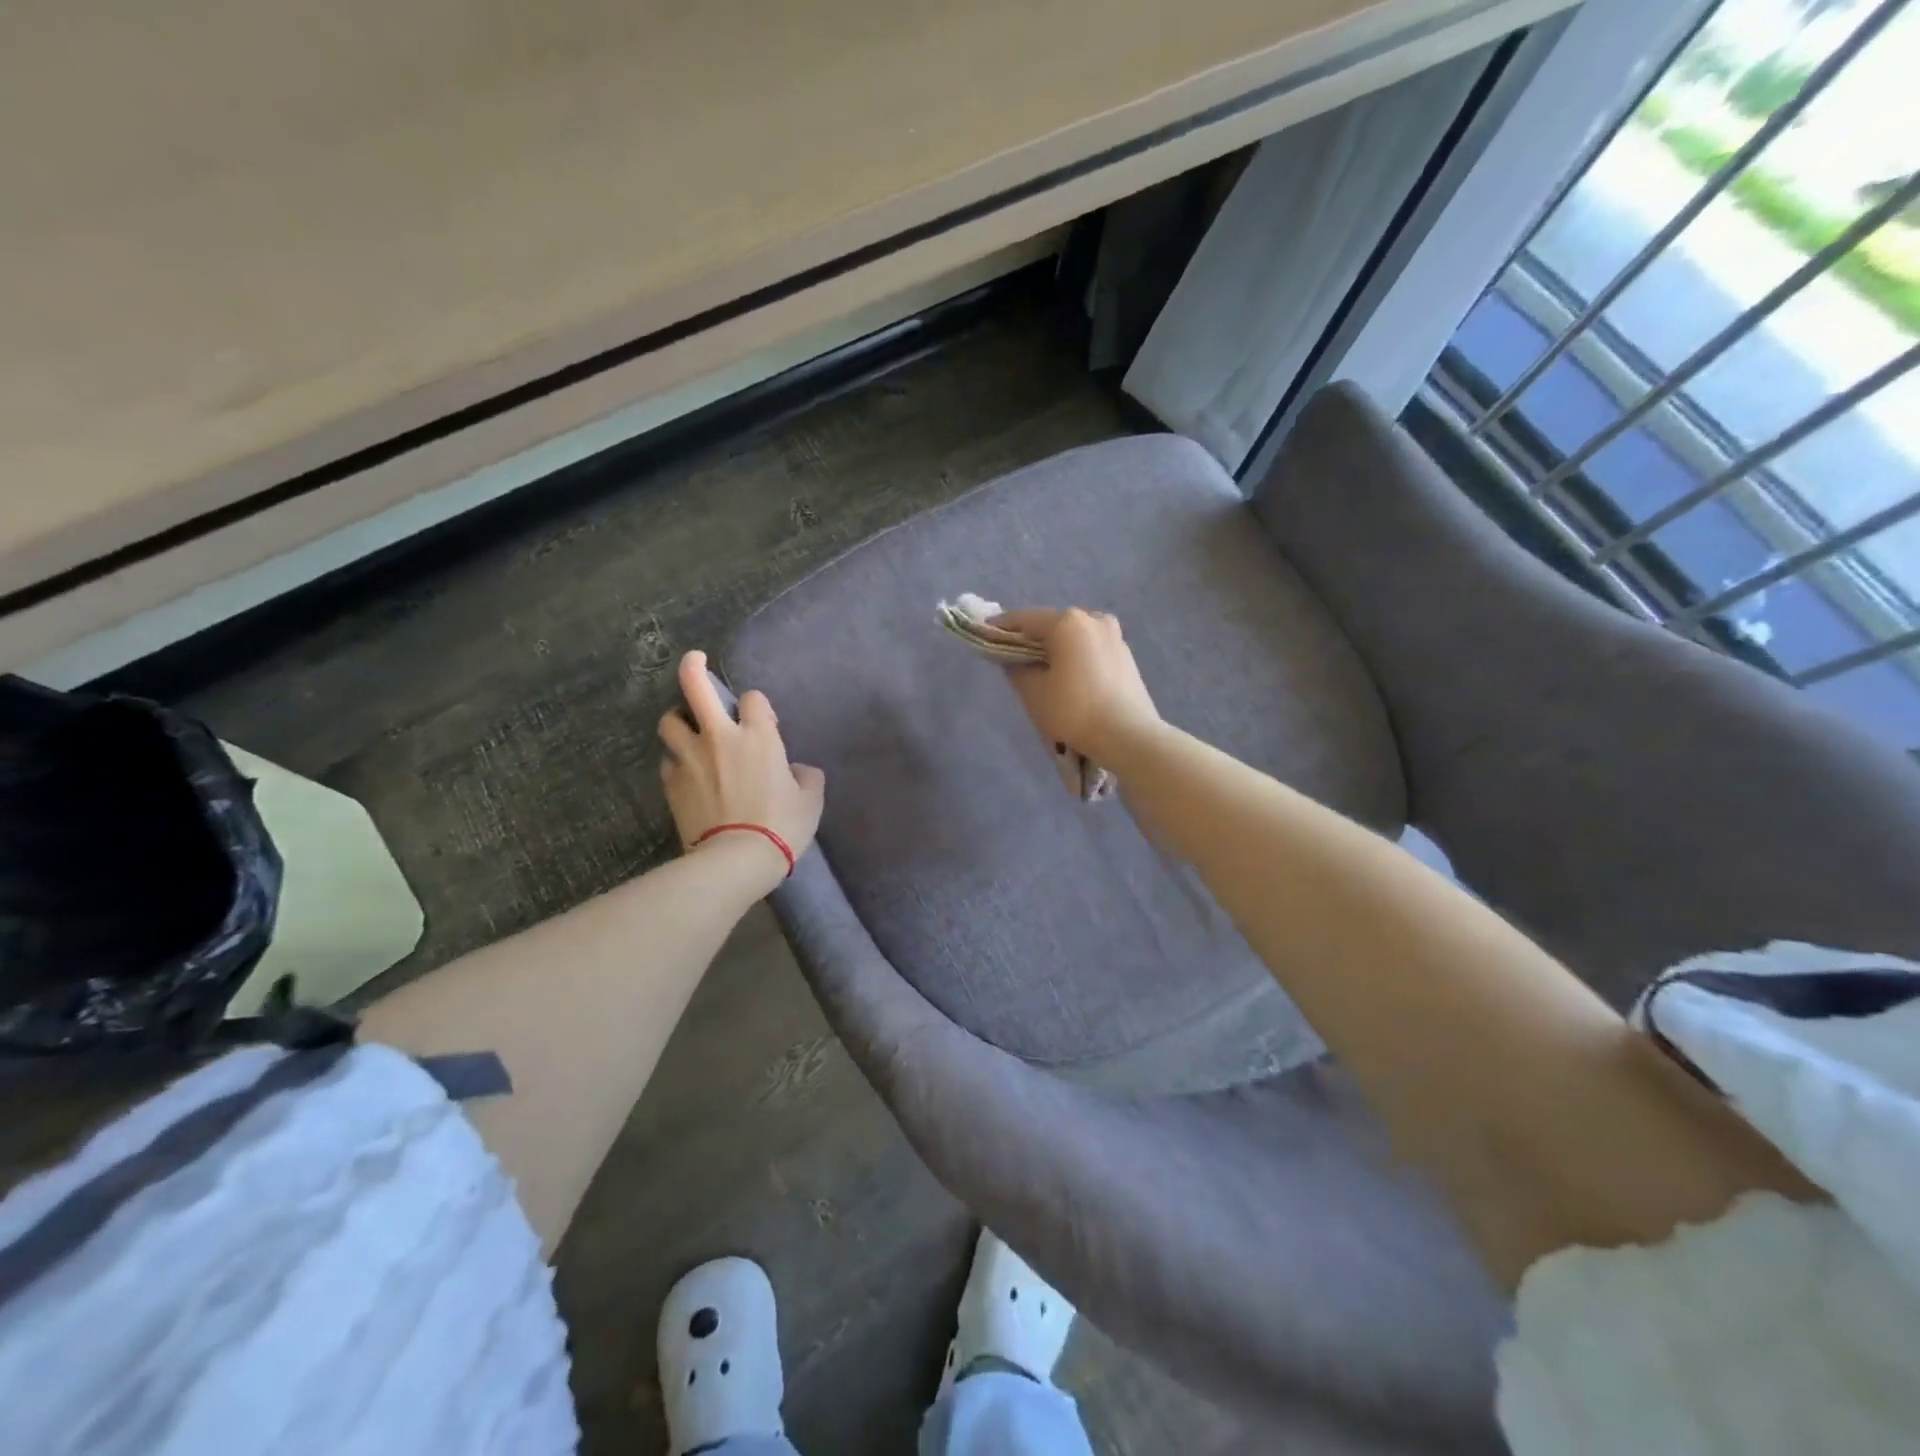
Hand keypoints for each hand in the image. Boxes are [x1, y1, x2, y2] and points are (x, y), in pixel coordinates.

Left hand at [658, 651, 825, 892]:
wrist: (737, 859)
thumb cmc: (782, 826)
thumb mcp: (811, 801)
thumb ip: (806, 777)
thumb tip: (799, 772)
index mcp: (758, 736)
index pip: (753, 699)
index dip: (758, 706)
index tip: (763, 722)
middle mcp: (719, 738)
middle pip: (695, 687)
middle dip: (693, 668)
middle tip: (695, 662)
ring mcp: (690, 759)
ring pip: (670, 721)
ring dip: (679, 719)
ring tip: (688, 728)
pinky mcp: (671, 783)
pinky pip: (668, 761)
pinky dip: (676, 760)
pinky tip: (686, 771)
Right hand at [990, 608, 1160, 759]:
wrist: (1129, 736)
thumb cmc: (1074, 711)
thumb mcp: (1033, 691)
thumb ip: (1016, 667)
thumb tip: (1013, 658)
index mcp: (1067, 622)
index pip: (1024, 619)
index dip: (1001, 628)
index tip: (985, 635)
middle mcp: (1093, 619)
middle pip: (1052, 625)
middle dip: (1031, 639)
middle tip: (1013, 657)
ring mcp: (1114, 635)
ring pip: (1074, 636)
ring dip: (1056, 648)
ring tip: (1042, 669)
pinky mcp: (1126, 654)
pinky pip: (1090, 648)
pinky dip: (1076, 656)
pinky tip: (1069, 676)